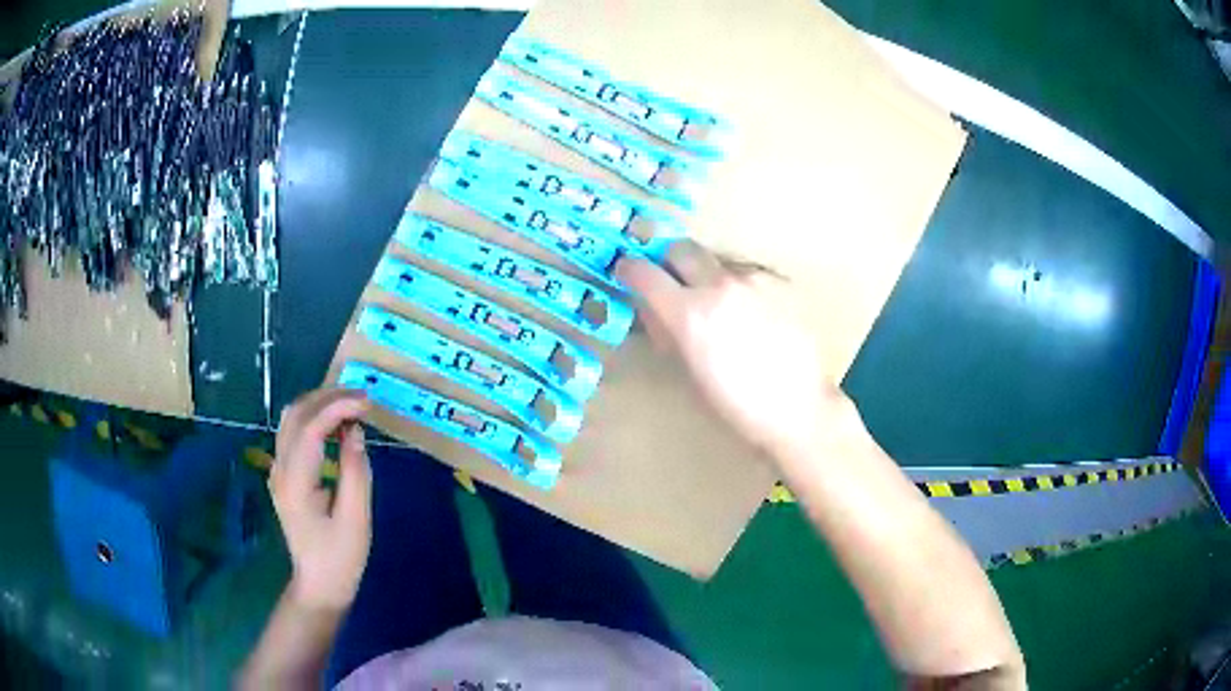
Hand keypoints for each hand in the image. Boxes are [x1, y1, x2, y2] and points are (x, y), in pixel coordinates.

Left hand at [270, 388, 372, 611]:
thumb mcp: (357, 518)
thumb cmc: (341, 557)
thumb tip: (355, 431)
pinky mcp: (283, 475)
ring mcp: (278, 471)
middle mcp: (280, 469)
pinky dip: (314, 419)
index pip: (310, 427)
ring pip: (291, 419)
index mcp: (295, 482)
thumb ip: (355, 471)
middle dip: (328, 397)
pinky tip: (336, 427)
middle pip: (295, 414)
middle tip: (362, 398)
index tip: (368, 403)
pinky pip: (293, 433)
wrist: (319, 584)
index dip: (338, 407)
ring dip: (319, 404)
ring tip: (351, 406)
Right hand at [615, 241, 848, 455]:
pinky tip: (752, 317)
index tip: (627, 274)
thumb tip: (656, 312)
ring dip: (708, 276)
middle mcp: (719, 285)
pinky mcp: (780, 283)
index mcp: (689, 313)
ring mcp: (754, 280)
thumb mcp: (690, 375)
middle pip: (681, 248)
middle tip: (672, 282)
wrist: (799, 408)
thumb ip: (668, 334)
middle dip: (669, 261)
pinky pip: (749, 275)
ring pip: (718, 262)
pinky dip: (739, 289)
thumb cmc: (738, 407)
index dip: (629, 270)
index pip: (643, 272)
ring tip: (721, 308)